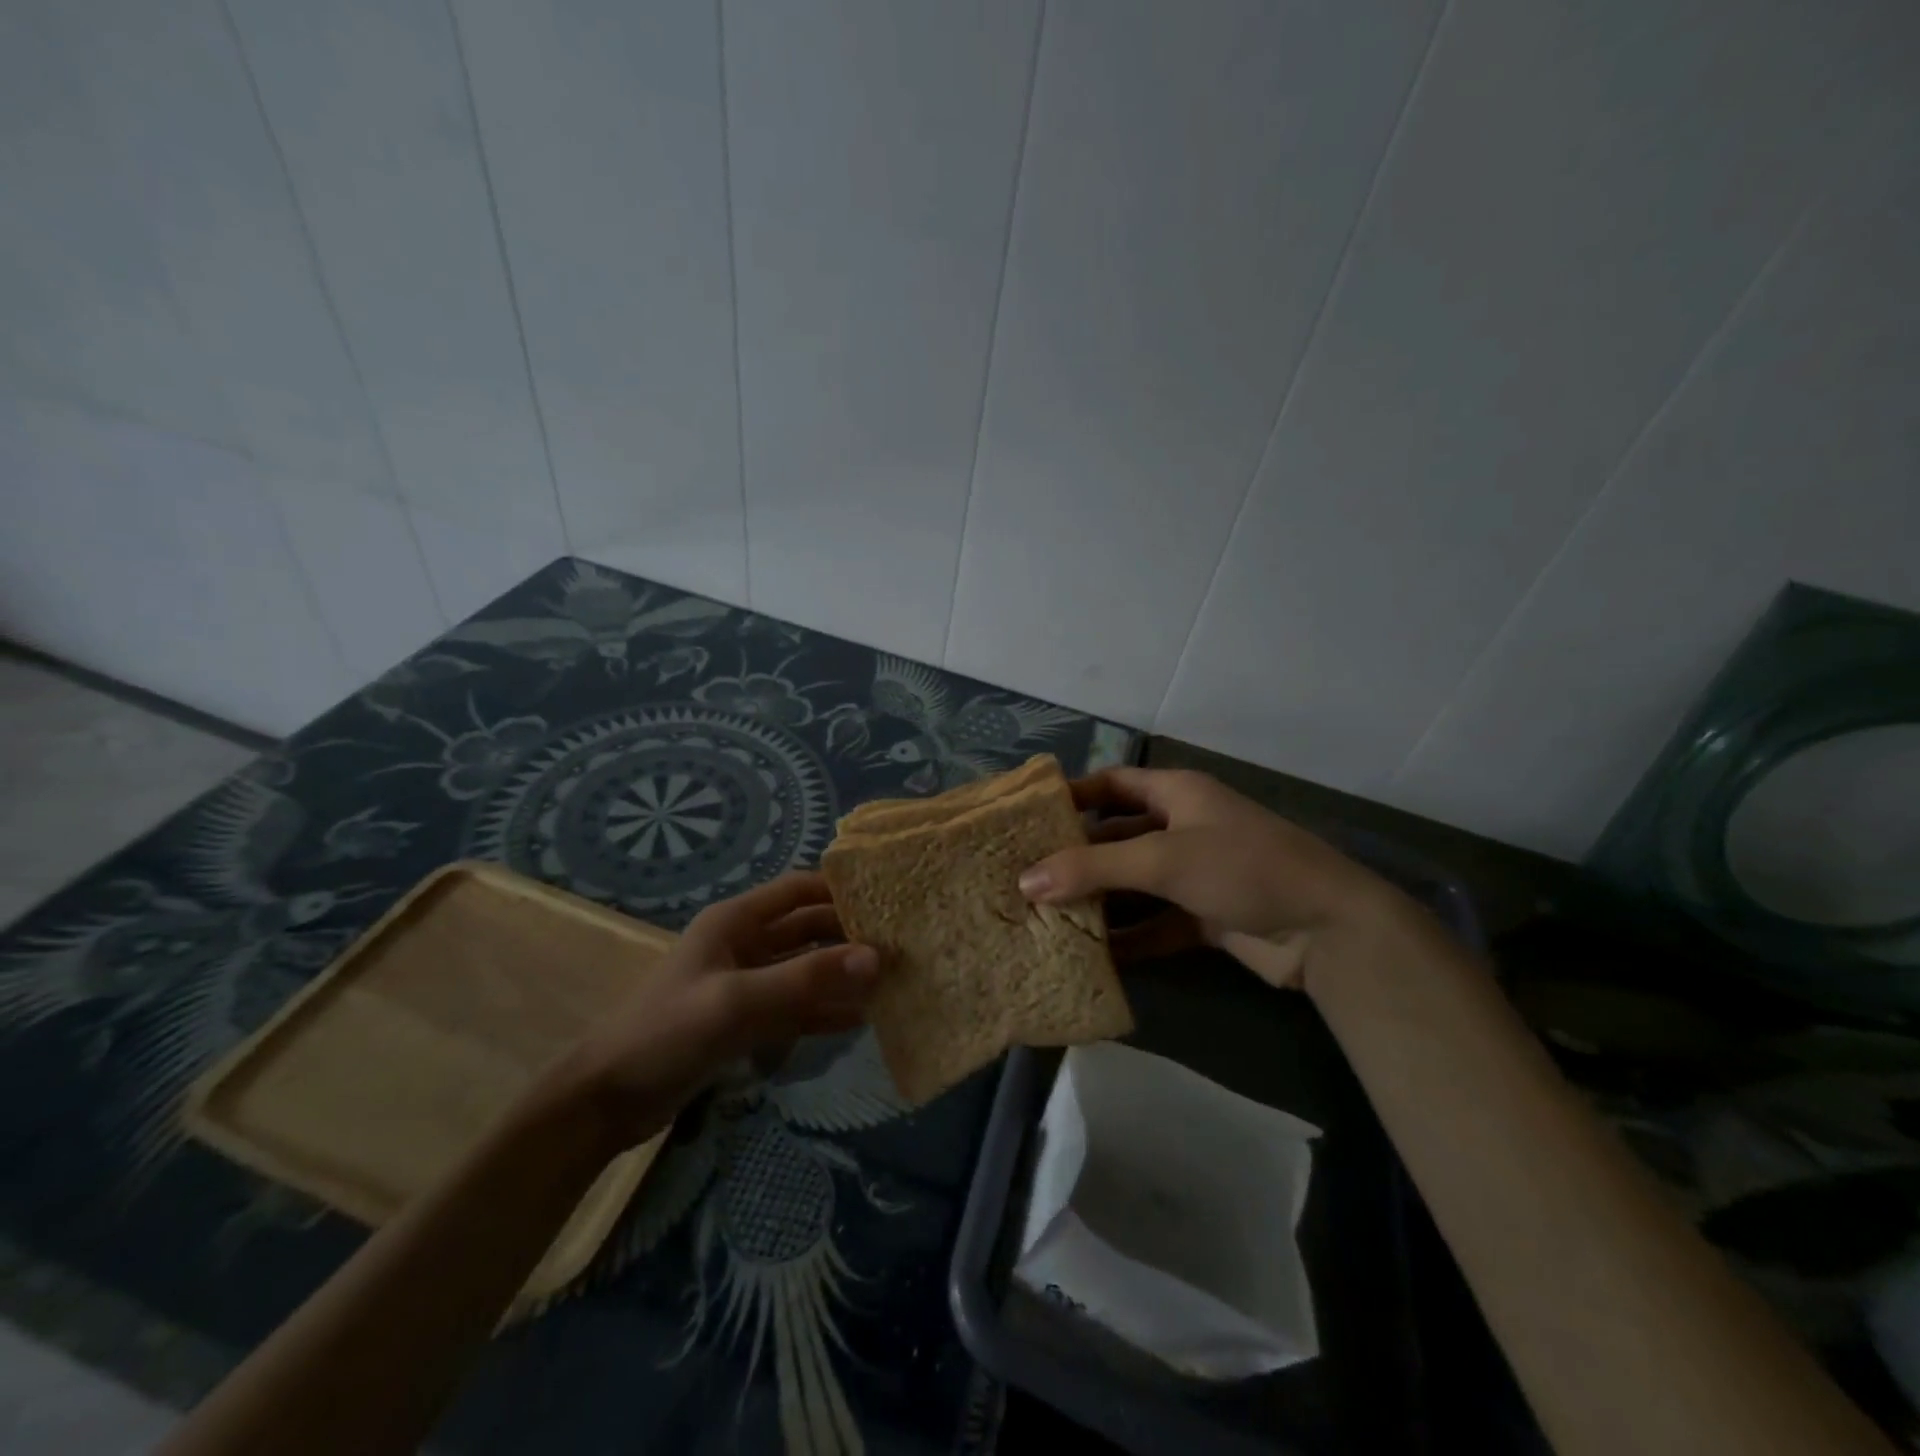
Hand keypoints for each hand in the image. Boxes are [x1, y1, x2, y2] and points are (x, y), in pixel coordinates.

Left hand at [561, 872, 877, 1147]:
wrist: (607, 1101)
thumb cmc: (667, 1033)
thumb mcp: (737, 1001)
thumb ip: (806, 978)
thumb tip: (877, 957)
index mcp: (736, 921)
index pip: (800, 889)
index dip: (841, 890)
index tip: (888, 900)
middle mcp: (745, 944)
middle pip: (808, 929)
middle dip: (849, 937)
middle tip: (900, 948)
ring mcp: (746, 984)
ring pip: (806, 969)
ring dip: (841, 975)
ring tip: (890, 984)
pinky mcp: (746, 1021)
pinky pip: (796, 1007)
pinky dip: (825, 1010)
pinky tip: (859, 1019)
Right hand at [1018, 768, 1399, 990]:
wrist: (1328, 931)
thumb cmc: (1243, 868)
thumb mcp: (1163, 859)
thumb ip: (1093, 869)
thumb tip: (1025, 881)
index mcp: (1178, 794)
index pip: (1114, 784)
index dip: (1074, 795)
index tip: (1030, 817)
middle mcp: (1183, 828)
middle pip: (1118, 836)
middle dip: (1077, 856)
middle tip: (1027, 876)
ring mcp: (1196, 874)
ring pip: (1134, 883)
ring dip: (1099, 900)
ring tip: (1046, 918)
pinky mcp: (1205, 916)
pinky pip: (1154, 923)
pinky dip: (1128, 937)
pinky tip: (1092, 955)